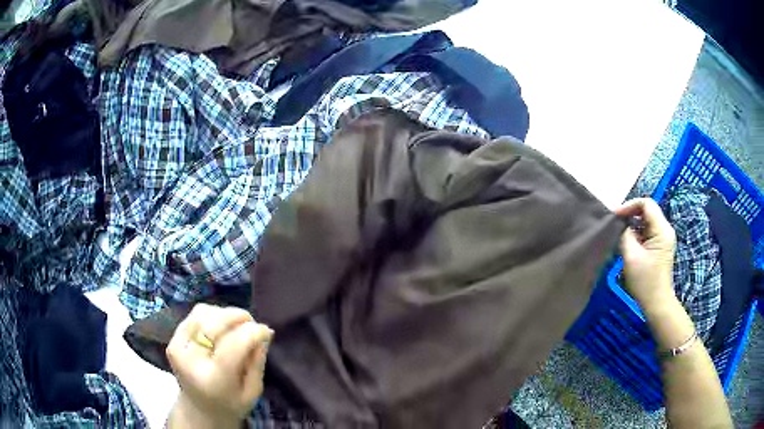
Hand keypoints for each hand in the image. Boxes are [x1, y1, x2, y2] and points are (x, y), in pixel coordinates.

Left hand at [166, 304, 273, 428]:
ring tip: (237, 325)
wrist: (199, 410)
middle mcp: (192, 360)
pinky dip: (212, 314)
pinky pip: (195, 314)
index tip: (267, 332)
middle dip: (239, 317)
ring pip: (204, 313)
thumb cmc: (231, 404)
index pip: (234, 344)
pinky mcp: (172, 339)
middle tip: (253, 324)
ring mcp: (178, 347)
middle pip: (215, 323)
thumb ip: (257, 362)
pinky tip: (222, 326)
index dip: (254, 332)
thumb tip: (264, 333)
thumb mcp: (252, 392)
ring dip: (225, 314)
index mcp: (215, 379)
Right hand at [615, 198, 676, 309]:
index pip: (646, 204)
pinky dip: (636, 232)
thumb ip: (625, 235)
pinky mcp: (660, 245)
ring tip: (618, 232)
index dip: (629, 205)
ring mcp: (663, 238)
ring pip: (646, 220)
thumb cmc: (645, 282)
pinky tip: (627, 241)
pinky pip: (647, 231)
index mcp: (662, 229)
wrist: (656, 304)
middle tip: (614, 223)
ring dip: (632, 224)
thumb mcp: (631, 257)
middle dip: (630, 214)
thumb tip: (619, 223)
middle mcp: (665, 229)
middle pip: (647, 210)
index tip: (614, 216)